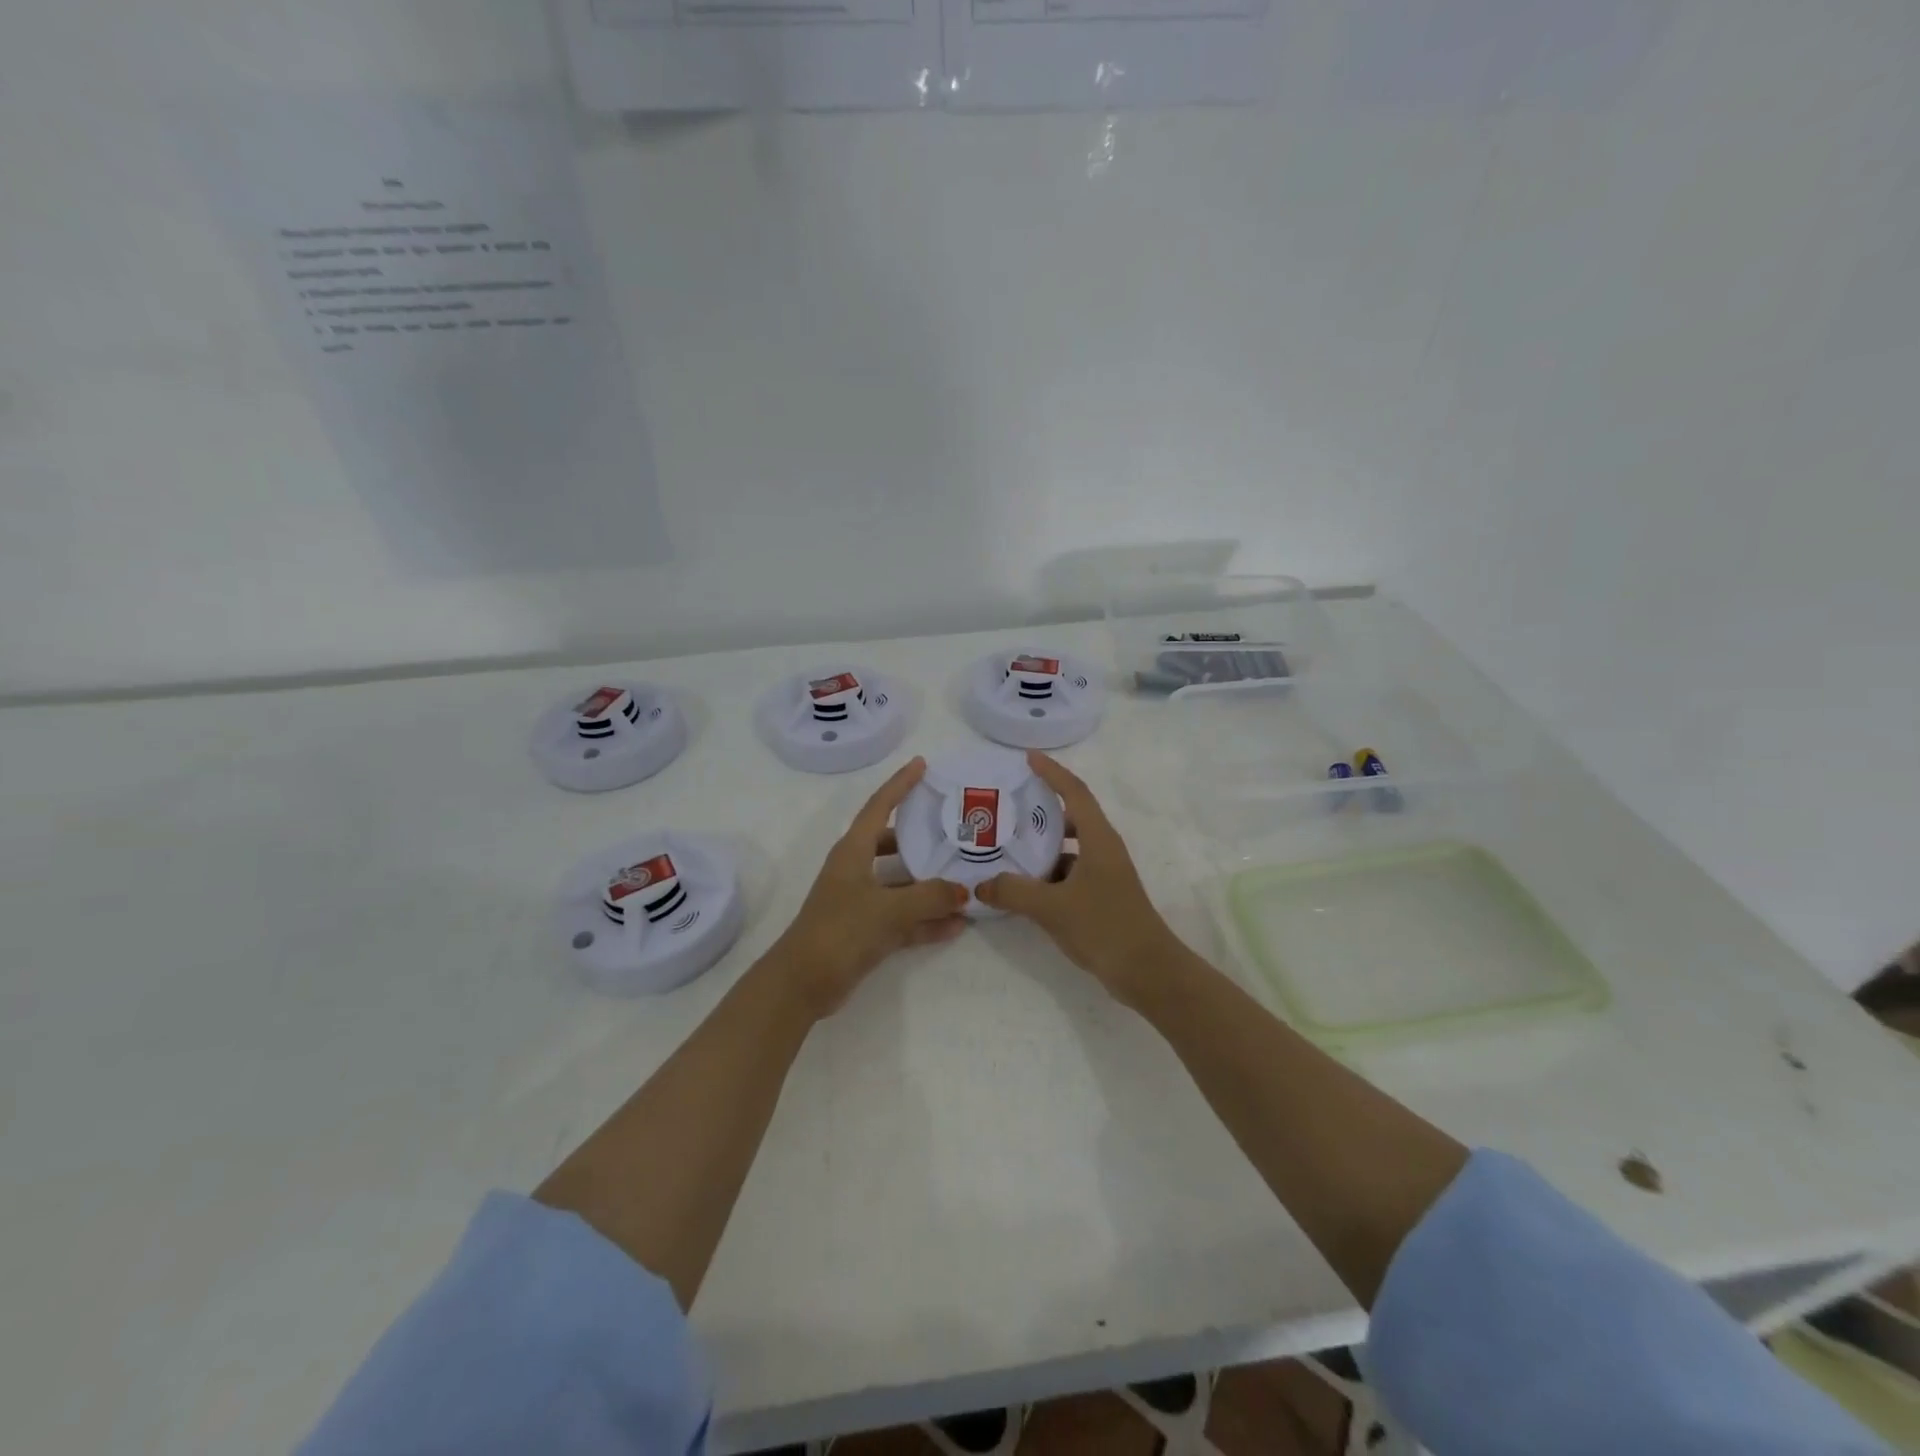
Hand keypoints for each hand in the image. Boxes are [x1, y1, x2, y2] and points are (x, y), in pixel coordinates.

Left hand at [773, 756, 968, 1016]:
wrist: (802, 983)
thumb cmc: (840, 931)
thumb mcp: (888, 910)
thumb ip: (930, 897)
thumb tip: (964, 891)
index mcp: (853, 852)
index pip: (879, 807)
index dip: (900, 784)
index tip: (922, 764)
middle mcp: (856, 870)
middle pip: (892, 844)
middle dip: (921, 837)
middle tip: (954, 828)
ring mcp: (860, 901)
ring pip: (901, 883)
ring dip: (930, 885)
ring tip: (965, 879)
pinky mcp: (866, 931)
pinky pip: (903, 917)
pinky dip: (926, 920)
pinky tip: (956, 925)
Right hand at [977, 751, 1183, 1007]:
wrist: (1148, 972)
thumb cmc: (1104, 927)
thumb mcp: (1052, 907)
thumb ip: (1013, 892)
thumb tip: (981, 885)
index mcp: (1099, 839)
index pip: (1075, 792)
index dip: (1052, 772)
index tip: (1029, 759)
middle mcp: (1104, 849)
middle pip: (1072, 817)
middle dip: (1041, 810)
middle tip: (1008, 809)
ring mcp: (1105, 874)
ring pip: (1070, 848)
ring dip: (1043, 846)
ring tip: (1008, 848)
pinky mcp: (1102, 896)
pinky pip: (1070, 872)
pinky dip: (1048, 873)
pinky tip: (1024, 886)